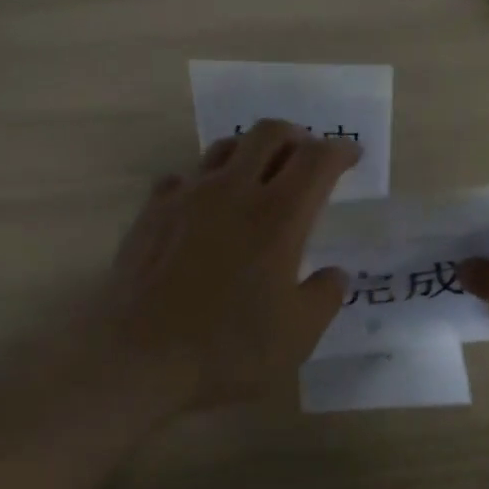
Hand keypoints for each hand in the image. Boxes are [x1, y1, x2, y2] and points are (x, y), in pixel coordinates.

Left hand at [87, 120, 358, 409]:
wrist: (136, 354)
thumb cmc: (226, 348)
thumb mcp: (297, 336)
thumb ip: (324, 297)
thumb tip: (336, 274)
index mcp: (278, 216)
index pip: (316, 160)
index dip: (339, 151)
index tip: (351, 155)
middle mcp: (234, 190)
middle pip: (269, 134)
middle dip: (296, 136)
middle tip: (307, 155)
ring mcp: (188, 194)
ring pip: (225, 146)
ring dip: (251, 149)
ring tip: (259, 171)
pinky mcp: (153, 209)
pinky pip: (184, 176)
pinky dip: (204, 179)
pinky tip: (205, 202)